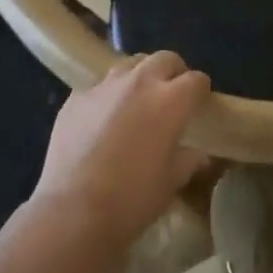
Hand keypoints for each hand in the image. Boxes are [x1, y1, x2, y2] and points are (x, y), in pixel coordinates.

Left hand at [32, 52, 210, 256]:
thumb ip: (188, 160)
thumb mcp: (171, 183)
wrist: (72, 213)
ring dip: (139, 78)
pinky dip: (107, 96)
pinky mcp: (77, 97)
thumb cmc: (131, 200)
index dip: (200, 91)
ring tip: (135, 102)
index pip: (196, 80)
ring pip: (130, 65)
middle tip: (170, 96)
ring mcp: (106, 85)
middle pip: (165, 59)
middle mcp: (140, 82)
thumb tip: (198, 153)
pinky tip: (102, 120)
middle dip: (173, 72)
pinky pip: (99, 86)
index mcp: (170, 100)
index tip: (198, 105)